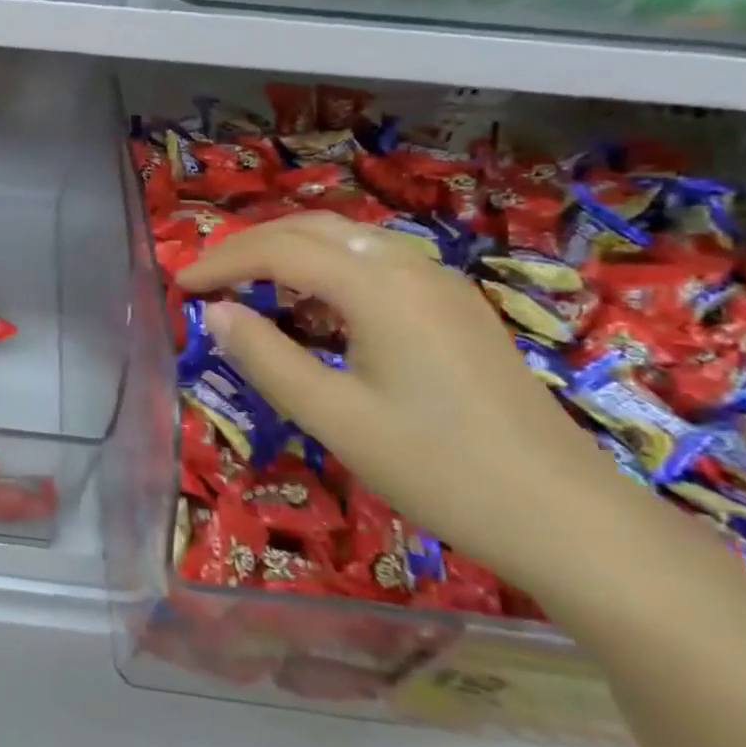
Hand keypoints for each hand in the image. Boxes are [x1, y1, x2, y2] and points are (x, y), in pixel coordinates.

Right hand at [176, 211, 642, 588]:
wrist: (566, 517)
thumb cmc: (439, 469)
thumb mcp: (333, 417)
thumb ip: (266, 357)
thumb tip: (216, 313)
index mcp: (379, 287)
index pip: (279, 250)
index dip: (221, 261)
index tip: (179, 285)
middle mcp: (411, 267)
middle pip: (313, 229)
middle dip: (250, 246)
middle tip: (207, 280)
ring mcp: (441, 285)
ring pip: (347, 241)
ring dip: (289, 253)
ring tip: (249, 288)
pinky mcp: (456, 309)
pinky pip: (376, 265)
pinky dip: (327, 271)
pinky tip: (315, 311)